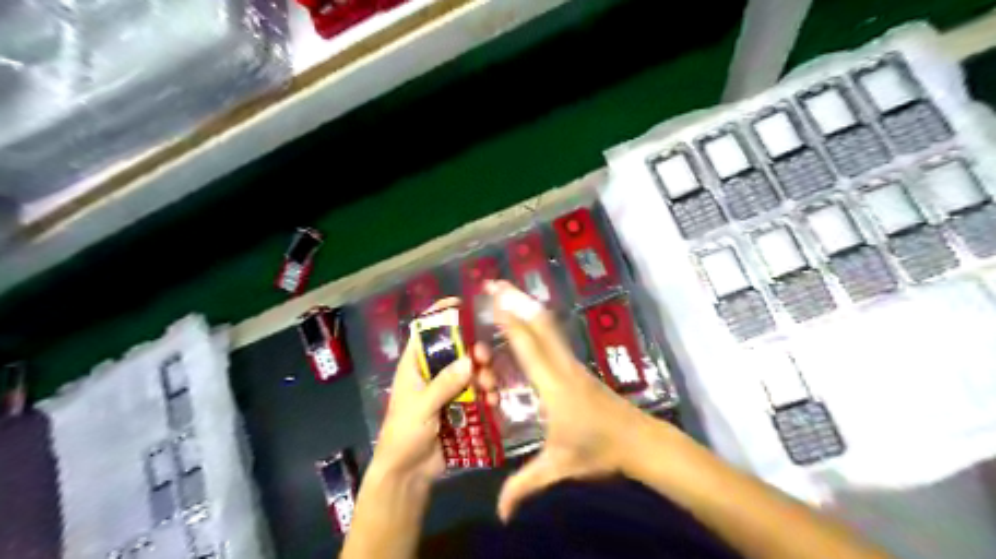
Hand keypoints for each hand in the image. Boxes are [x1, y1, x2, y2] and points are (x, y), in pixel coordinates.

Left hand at [367, 298, 496, 485]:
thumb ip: (444, 384)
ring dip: (484, 374)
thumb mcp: (421, 407)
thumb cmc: (404, 435)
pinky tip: (494, 401)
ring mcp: (449, 390)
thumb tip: (469, 361)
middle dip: (473, 350)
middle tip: (485, 357)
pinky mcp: (461, 408)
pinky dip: (488, 395)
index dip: (439, 315)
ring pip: (471, 372)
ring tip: (489, 386)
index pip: (424, 332)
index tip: (460, 304)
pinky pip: (478, 394)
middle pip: (456, 351)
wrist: (408, 473)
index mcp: (415, 366)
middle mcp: (433, 373)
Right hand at [488, 281, 660, 521]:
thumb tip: (500, 514)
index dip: (510, 323)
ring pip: (547, 327)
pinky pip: (553, 336)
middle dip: (515, 302)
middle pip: (537, 327)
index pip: (527, 348)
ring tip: (508, 290)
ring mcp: (571, 364)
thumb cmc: (599, 451)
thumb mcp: (559, 468)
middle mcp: (561, 367)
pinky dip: (537, 320)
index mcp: (553, 386)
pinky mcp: (576, 367)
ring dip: (526, 306)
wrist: (639, 440)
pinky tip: (531, 316)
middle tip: (495, 282)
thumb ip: (526, 485)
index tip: (494, 300)